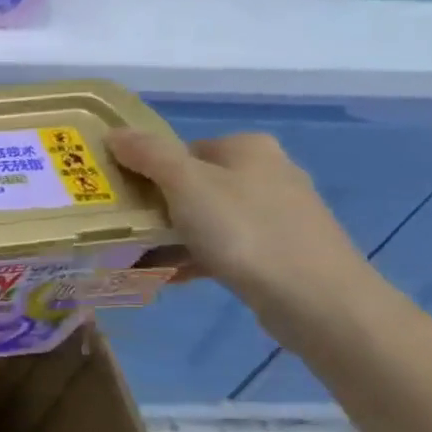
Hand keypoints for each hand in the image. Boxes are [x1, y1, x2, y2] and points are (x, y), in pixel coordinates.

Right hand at [105, 129, 370, 309]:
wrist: (317, 299)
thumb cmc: (245, 231)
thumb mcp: (185, 184)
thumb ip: (147, 154)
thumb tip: (113, 132)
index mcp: (247, 148)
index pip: (181, 149)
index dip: (146, 170)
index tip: (120, 197)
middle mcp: (267, 173)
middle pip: (192, 184)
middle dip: (156, 208)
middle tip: (124, 230)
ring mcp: (277, 214)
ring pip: (206, 219)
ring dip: (171, 237)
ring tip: (139, 259)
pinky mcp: (280, 252)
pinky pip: (224, 248)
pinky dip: (194, 258)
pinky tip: (170, 277)